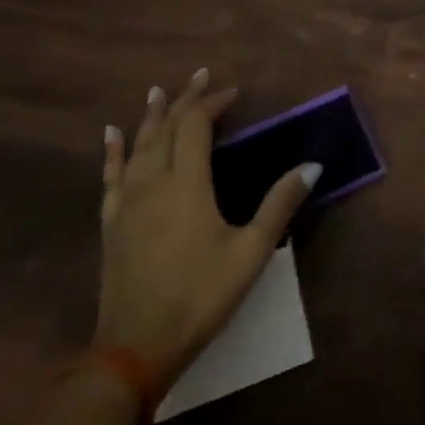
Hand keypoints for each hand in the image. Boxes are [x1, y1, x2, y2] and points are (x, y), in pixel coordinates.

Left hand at [96, 68, 318, 383]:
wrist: (135, 349)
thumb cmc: (200, 297)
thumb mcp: (251, 252)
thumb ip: (280, 204)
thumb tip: (313, 165)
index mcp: (187, 183)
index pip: (196, 126)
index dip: (213, 103)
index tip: (233, 92)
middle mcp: (154, 182)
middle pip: (166, 127)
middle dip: (184, 100)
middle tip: (200, 76)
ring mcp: (127, 202)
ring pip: (138, 145)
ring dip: (150, 116)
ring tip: (157, 91)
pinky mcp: (112, 223)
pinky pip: (110, 176)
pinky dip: (112, 151)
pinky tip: (111, 135)